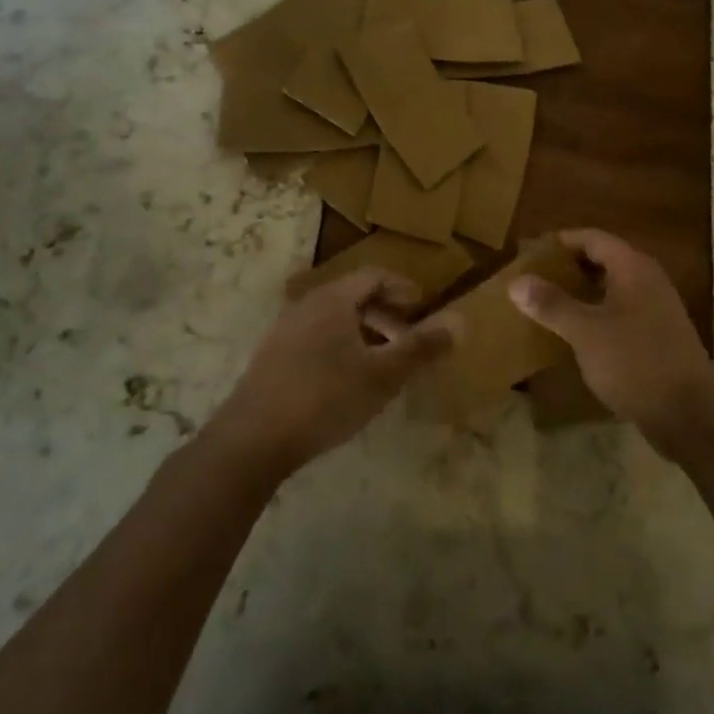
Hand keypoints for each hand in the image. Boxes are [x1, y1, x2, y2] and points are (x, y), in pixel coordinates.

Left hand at [207, 269, 447, 478]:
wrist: (252, 438)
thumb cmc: (325, 397)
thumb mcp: (383, 375)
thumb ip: (422, 347)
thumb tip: (461, 321)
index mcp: (333, 299)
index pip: (374, 276)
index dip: (402, 287)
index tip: (423, 306)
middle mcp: (307, 305)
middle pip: (353, 297)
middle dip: (386, 314)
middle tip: (409, 340)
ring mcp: (285, 331)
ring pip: (334, 320)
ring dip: (364, 334)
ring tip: (383, 364)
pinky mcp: (272, 358)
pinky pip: (316, 338)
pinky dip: (342, 348)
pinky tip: (347, 382)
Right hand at [510, 229, 713, 458]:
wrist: (690, 415)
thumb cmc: (634, 362)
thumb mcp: (585, 332)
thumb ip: (551, 304)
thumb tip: (516, 282)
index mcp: (633, 268)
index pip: (592, 238)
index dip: (560, 241)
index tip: (531, 252)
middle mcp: (648, 280)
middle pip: (603, 259)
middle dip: (568, 266)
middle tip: (534, 277)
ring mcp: (657, 309)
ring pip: (612, 287)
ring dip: (581, 291)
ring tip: (548, 303)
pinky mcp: (658, 335)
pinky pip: (620, 310)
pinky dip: (596, 312)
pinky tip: (576, 333)